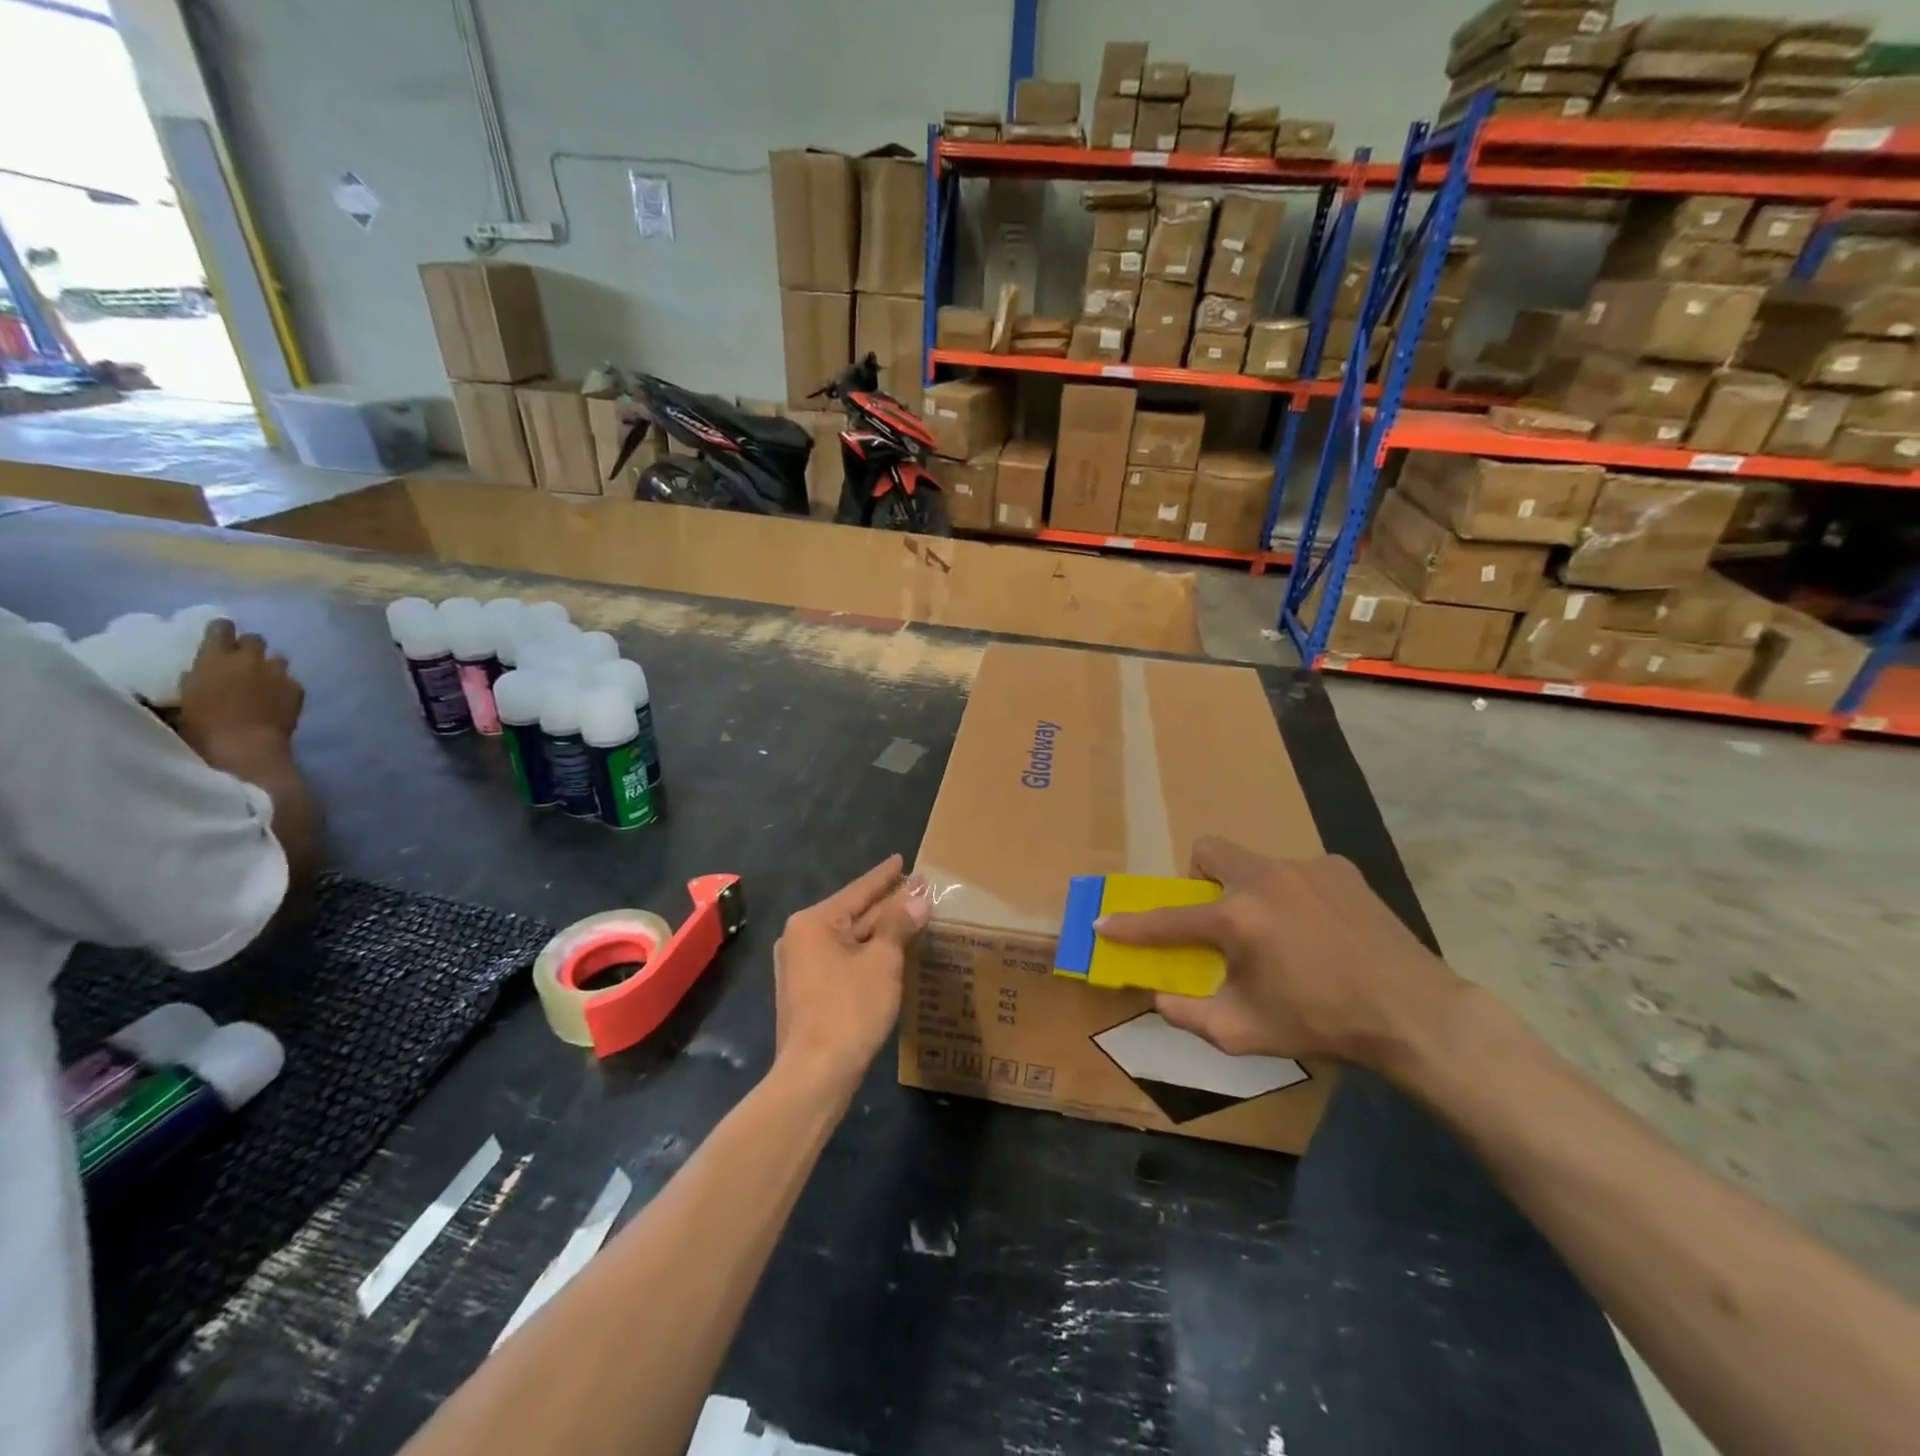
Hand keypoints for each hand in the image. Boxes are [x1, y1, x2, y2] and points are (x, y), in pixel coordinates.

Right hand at [178, 620, 304, 752]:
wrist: (246, 745)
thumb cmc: (202, 725)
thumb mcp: (184, 699)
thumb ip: (192, 681)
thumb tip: (194, 676)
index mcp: (216, 657)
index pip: (222, 628)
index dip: (222, 630)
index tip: (220, 634)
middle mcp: (250, 659)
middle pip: (255, 639)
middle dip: (249, 646)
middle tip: (242, 660)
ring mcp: (278, 673)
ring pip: (278, 658)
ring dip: (269, 664)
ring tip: (263, 679)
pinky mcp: (298, 689)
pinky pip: (292, 680)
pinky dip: (285, 685)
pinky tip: (278, 697)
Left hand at [773, 856, 930, 1089]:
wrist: (815, 1074)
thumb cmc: (849, 1008)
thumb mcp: (882, 961)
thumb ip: (899, 924)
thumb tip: (919, 899)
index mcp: (814, 922)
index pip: (858, 890)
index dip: (885, 876)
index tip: (903, 860)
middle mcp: (801, 938)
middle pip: (853, 913)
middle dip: (886, 903)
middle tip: (918, 890)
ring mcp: (801, 966)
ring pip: (849, 938)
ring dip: (880, 930)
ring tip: (910, 916)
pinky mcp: (808, 991)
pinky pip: (843, 959)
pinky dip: (867, 952)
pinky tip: (889, 951)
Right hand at [1096, 838, 1464, 1073]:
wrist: (1413, 1013)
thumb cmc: (1322, 1023)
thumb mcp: (1245, 1032)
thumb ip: (1189, 1014)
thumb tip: (1159, 998)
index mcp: (1237, 919)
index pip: (1168, 920)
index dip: (1131, 926)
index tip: (1104, 923)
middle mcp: (1264, 879)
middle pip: (1208, 851)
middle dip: (1200, 879)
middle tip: (1218, 918)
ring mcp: (1305, 867)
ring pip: (1255, 863)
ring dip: (1251, 892)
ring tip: (1281, 933)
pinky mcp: (1340, 868)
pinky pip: (1298, 873)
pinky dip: (1294, 896)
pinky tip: (1320, 930)